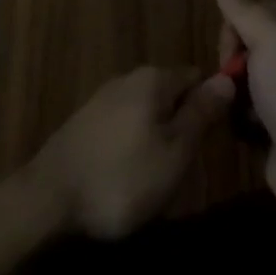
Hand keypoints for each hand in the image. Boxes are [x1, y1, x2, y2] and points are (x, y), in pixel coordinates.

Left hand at [27, 65, 233, 239]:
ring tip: (159, 182)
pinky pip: (125, 128)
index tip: (215, 141)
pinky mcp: (86, 122)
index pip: (196, 77)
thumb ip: (201, 113)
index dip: (211, 105)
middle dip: (182, 128)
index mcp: (154, 78)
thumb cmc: (123, 177)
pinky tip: (130, 179)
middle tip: (187, 171)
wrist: (50, 197)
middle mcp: (128, 78)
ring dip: (158, 142)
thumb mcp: (175, 151)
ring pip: (147, 114)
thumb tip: (226, 78)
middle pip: (171, 96)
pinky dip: (134, 149)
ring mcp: (103, 99)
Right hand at [215, 0, 275, 229]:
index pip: (256, 7)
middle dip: (232, 57)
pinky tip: (241, 126)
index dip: (236, 22)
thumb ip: (243, 9)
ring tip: (233, 105)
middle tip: (231, 78)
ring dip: (235, 87)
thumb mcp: (267, 39)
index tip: (230, 46)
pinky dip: (242, 114)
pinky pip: (250, 106)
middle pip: (248, 40)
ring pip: (247, 74)